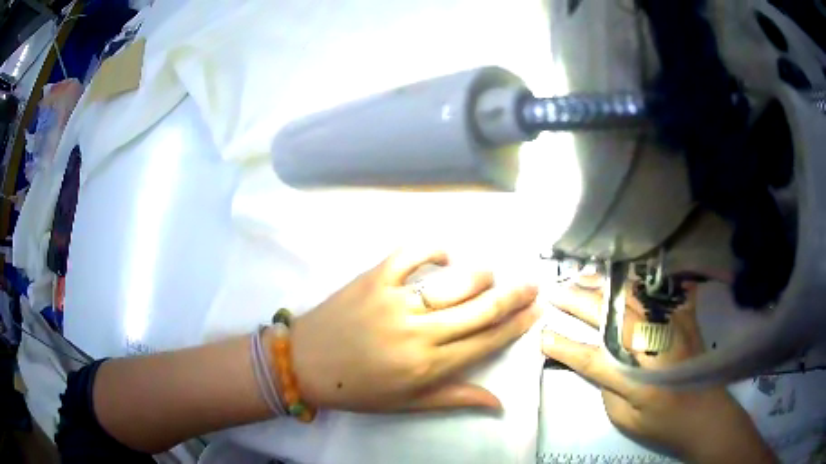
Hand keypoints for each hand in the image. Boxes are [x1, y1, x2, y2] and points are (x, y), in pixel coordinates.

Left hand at [290, 248, 539, 412]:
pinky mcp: (373, 278)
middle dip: (514, 295)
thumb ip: (455, 398)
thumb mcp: (407, 404)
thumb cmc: (357, 389)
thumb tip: (499, 403)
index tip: (537, 311)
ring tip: (493, 276)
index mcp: (427, 365)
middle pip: (480, 309)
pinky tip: (446, 255)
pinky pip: (410, 254)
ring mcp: (394, 300)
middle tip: (533, 284)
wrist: (304, 364)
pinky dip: (434, 249)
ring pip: (454, 281)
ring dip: (481, 275)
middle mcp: (418, 331)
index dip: (517, 325)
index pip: (486, 341)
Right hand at [542, 280, 776, 462]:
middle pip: (613, 318)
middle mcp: (659, 346)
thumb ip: (608, 386)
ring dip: (605, 285)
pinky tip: (628, 267)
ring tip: (581, 277)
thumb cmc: (664, 423)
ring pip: (635, 297)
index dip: (566, 346)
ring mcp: (676, 326)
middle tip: (555, 292)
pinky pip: (664, 288)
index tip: (543, 334)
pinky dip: (644, 276)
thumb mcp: (626, 419)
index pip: (595, 358)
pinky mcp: (686, 317)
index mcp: (641, 381)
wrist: (706, 414)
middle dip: (580, 302)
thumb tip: (593, 358)